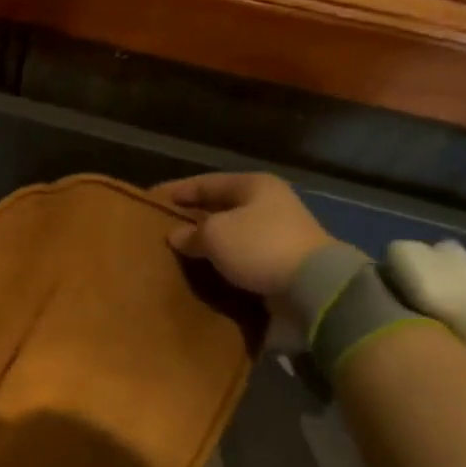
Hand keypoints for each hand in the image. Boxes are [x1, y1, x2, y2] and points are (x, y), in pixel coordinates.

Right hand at [150, 171, 333, 299]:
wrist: (311, 283)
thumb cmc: (258, 246)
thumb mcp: (215, 234)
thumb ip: (192, 233)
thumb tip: (177, 235)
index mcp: (254, 185)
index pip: (207, 182)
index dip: (179, 190)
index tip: (154, 198)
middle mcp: (269, 202)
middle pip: (222, 205)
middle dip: (195, 215)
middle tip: (167, 224)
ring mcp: (278, 230)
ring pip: (233, 230)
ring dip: (210, 239)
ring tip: (183, 248)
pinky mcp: (282, 257)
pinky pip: (243, 253)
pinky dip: (224, 257)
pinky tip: (207, 265)